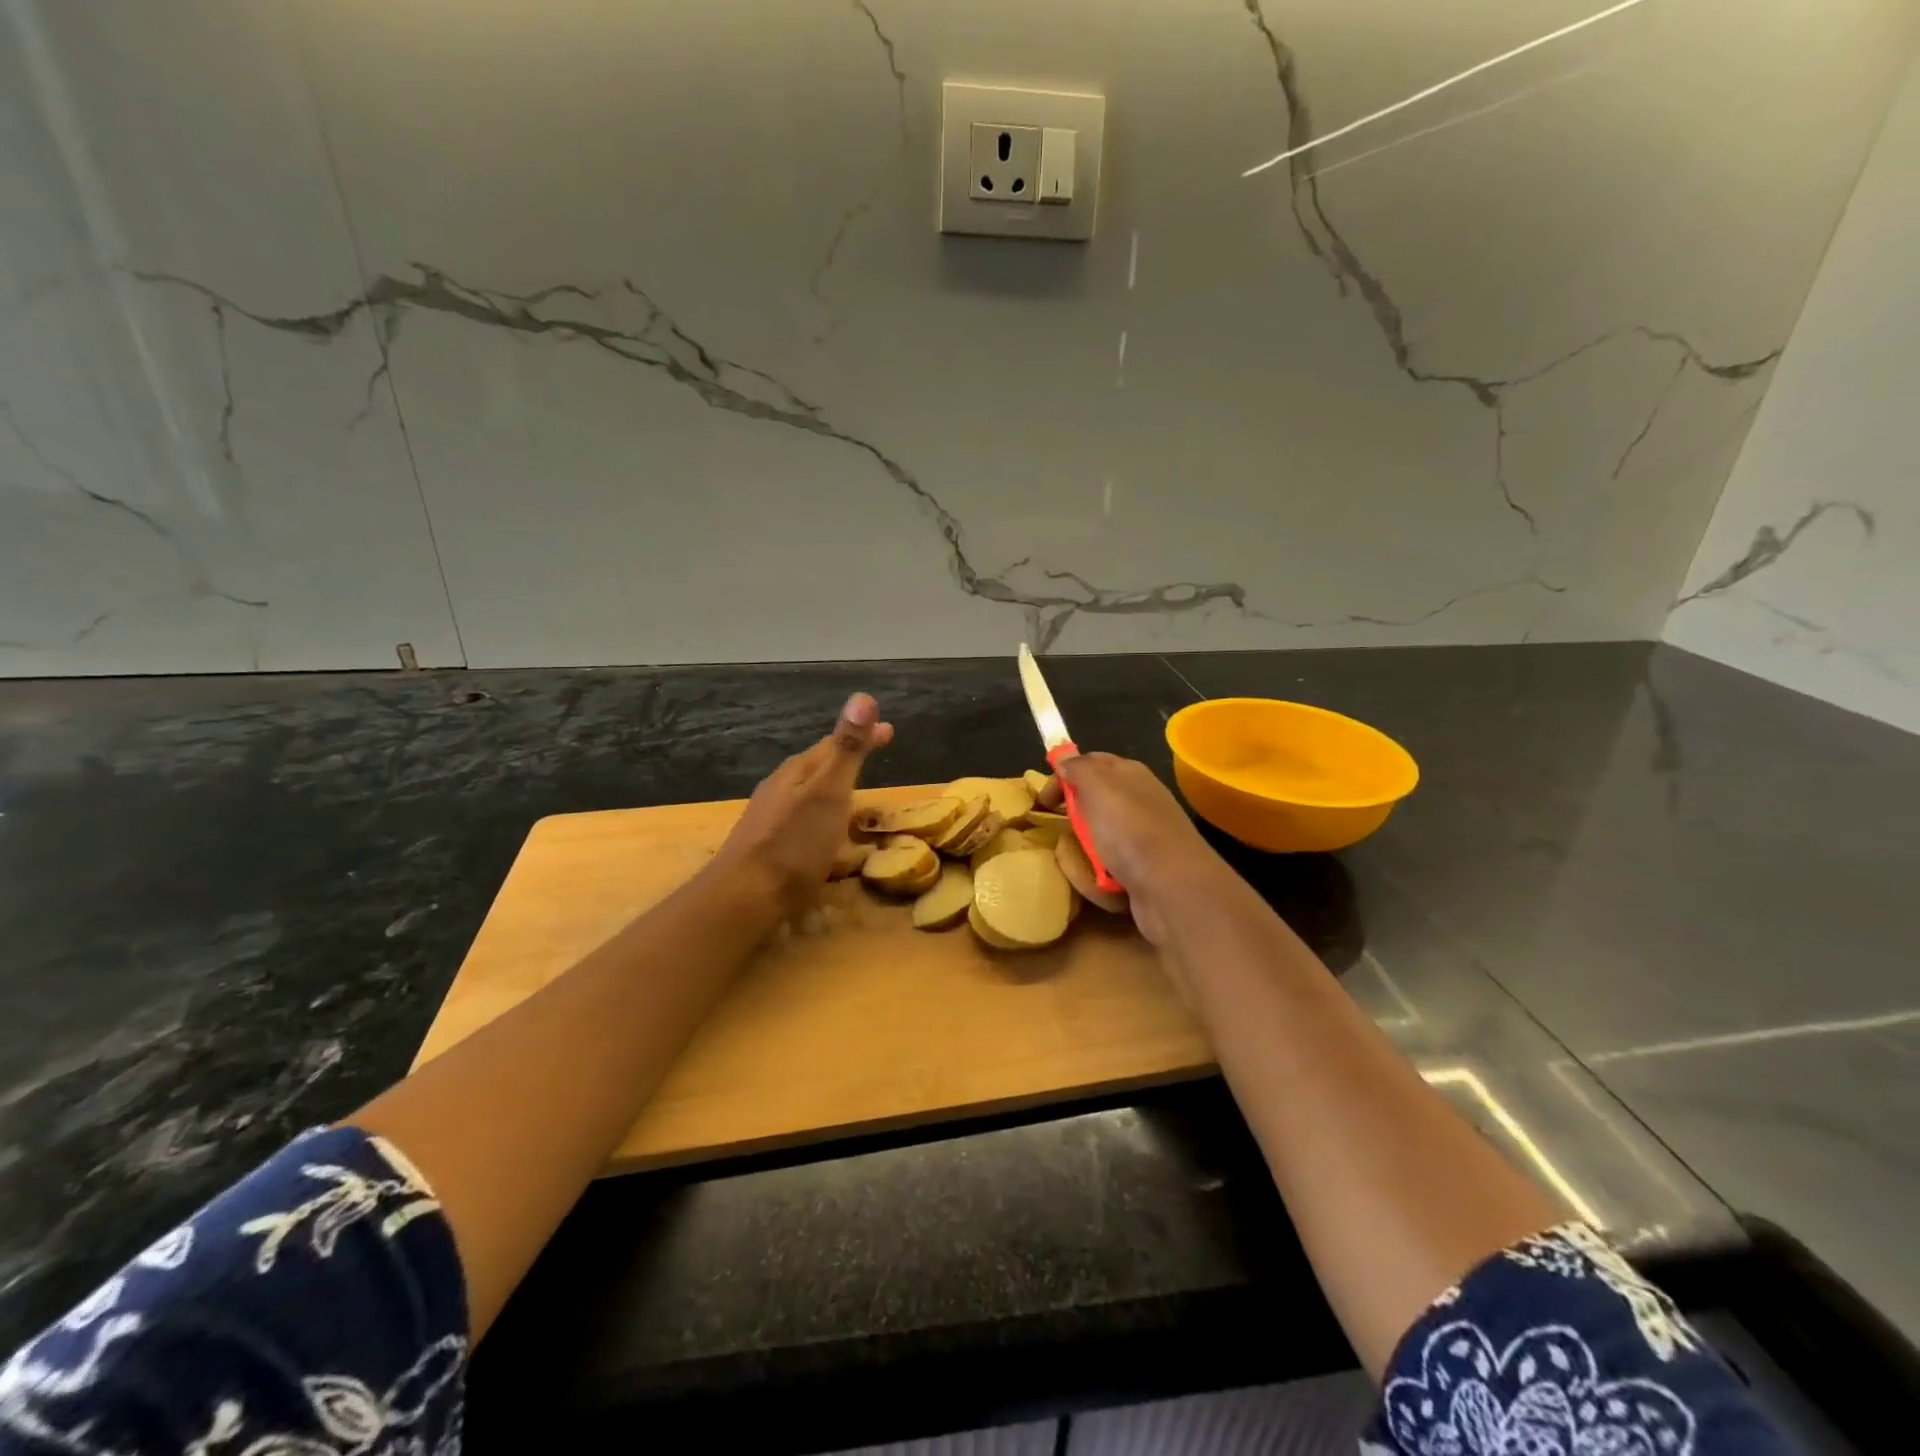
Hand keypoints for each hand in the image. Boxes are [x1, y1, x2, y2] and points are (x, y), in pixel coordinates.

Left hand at [715, 693, 893, 914]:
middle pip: (820, 764)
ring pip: (809, 791)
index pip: (836, 742)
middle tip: (876, 751)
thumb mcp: (829, 791)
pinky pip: (803, 818)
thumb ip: (847, 748)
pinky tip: (825, 832)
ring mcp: (771, 817)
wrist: (745, 896)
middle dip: (849, 756)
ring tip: (855, 789)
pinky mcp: (769, 846)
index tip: (890, 729)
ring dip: (834, 785)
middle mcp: (782, 787)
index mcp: (799, 771)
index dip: (864, 734)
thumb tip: (862, 696)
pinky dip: (823, 813)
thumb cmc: (794, 843)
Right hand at [1053, 751, 1229, 945]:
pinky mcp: (1145, 868)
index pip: (1091, 762)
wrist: (1173, 888)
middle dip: (1074, 817)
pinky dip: (1102, 875)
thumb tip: (1066, 758)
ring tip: (1081, 861)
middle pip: (1094, 802)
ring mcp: (1144, 836)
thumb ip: (1079, 768)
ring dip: (1085, 851)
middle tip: (1059, 831)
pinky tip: (1101, 882)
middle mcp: (1140, 800)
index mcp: (1130, 774)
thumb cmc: (1130, 831)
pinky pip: (1112, 866)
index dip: (1065, 775)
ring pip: (1100, 837)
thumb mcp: (1098, 788)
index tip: (1044, 800)